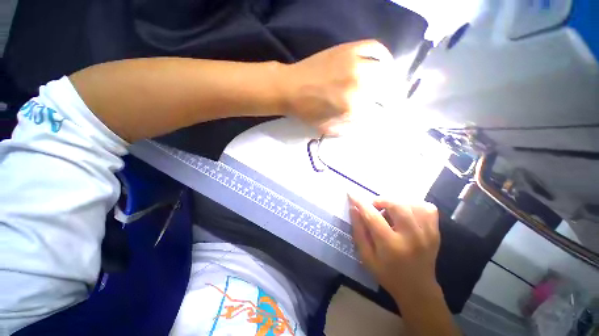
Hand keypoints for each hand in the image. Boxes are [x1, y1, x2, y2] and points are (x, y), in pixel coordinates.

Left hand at [280, 40, 393, 134]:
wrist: (290, 88)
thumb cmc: (307, 112)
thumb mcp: (327, 129)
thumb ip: (349, 128)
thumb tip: (367, 122)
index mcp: (351, 107)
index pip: (378, 112)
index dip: (381, 116)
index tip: (382, 116)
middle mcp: (358, 84)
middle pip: (388, 91)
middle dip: (391, 99)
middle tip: (389, 102)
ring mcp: (355, 63)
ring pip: (386, 70)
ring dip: (391, 80)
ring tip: (388, 85)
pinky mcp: (349, 49)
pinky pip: (376, 48)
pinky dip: (384, 56)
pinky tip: (383, 64)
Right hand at [348, 195, 440, 300]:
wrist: (417, 289)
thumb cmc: (387, 274)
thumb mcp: (366, 256)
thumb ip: (359, 231)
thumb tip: (353, 208)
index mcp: (391, 246)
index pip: (372, 216)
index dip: (360, 202)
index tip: (351, 194)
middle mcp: (412, 237)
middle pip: (396, 205)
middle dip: (381, 200)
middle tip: (374, 206)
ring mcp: (427, 234)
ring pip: (412, 204)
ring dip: (397, 202)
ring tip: (390, 210)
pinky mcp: (436, 232)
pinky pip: (428, 208)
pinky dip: (415, 205)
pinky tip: (407, 212)